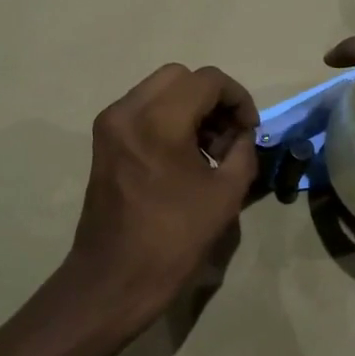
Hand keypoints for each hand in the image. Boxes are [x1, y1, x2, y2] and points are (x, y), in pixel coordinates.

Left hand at [65, 63, 259, 324]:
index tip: (250, 129)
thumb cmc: (174, 239)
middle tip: (229, 134)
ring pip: (159, 90)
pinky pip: (142, 110)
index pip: (207, 81)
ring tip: (210, 149)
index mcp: (158, 121)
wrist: (115, 278)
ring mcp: (110, 125)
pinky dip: (168, 119)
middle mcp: (127, 111)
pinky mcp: (104, 142)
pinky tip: (184, 156)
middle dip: (212, 99)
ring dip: (190, 107)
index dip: (237, 98)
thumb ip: (243, 152)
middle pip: (180, 77)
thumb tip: (243, 134)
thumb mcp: (226, 195)